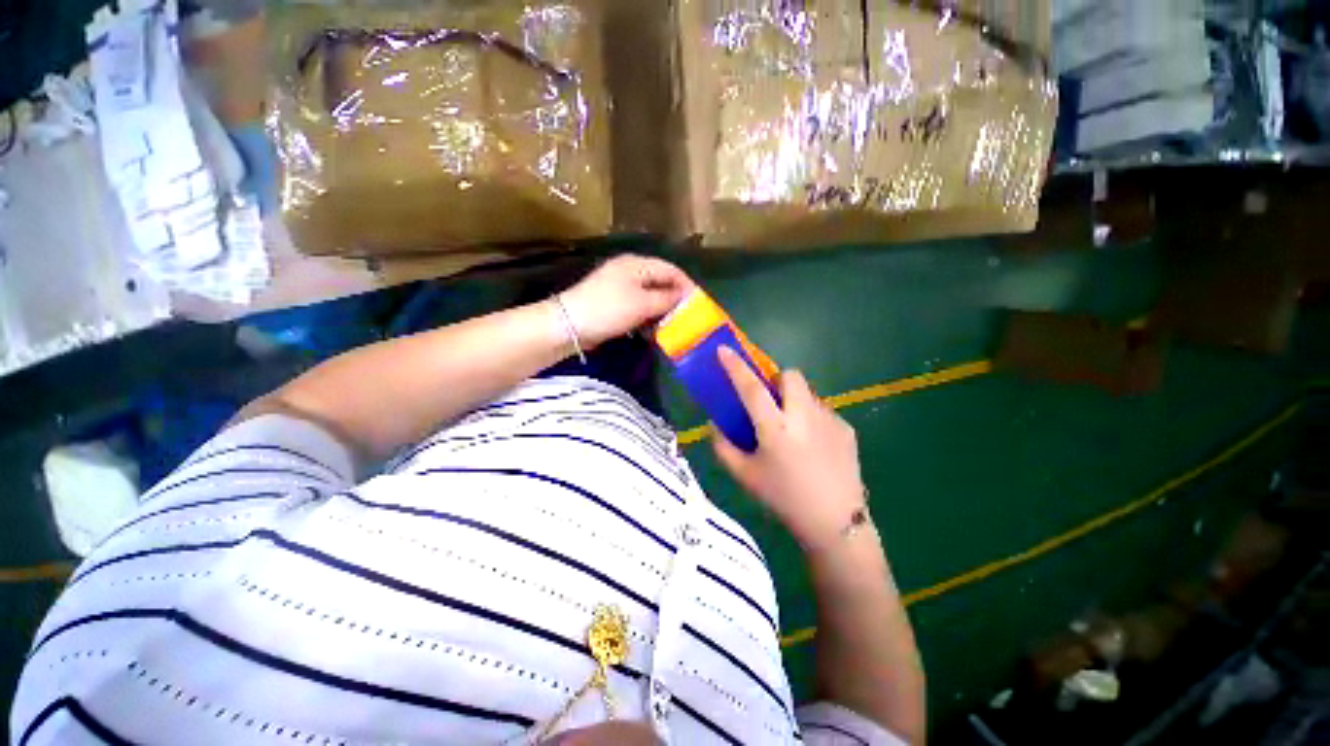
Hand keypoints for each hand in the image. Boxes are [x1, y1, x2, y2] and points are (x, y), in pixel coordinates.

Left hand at [559, 255, 693, 348]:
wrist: (569, 325)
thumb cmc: (608, 310)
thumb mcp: (642, 304)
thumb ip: (667, 299)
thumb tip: (686, 296)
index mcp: (637, 264)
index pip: (670, 269)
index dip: (687, 285)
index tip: (700, 304)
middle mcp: (629, 270)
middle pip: (660, 281)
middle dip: (675, 298)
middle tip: (688, 317)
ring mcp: (619, 286)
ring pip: (650, 295)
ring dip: (662, 309)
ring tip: (674, 325)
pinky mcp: (613, 302)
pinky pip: (638, 305)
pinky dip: (648, 315)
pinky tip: (653, 328)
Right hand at [713, 347, 867, 551]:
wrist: (835, 522)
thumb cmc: (783, 498)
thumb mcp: (744, 476)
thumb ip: (723, 446)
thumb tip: (714, 423)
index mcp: (775, 429)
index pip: (751, 388)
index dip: (736, 366)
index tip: (724, 350)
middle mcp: (803, 417)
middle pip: (790, 376)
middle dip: (776, 380)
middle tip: (770, 401)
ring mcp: (829, 420)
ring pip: (807, 393)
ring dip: (794, 400)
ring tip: (792, 429)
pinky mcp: (846, 428)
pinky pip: (822, 410)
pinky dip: (810, 417)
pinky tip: (812, 445)